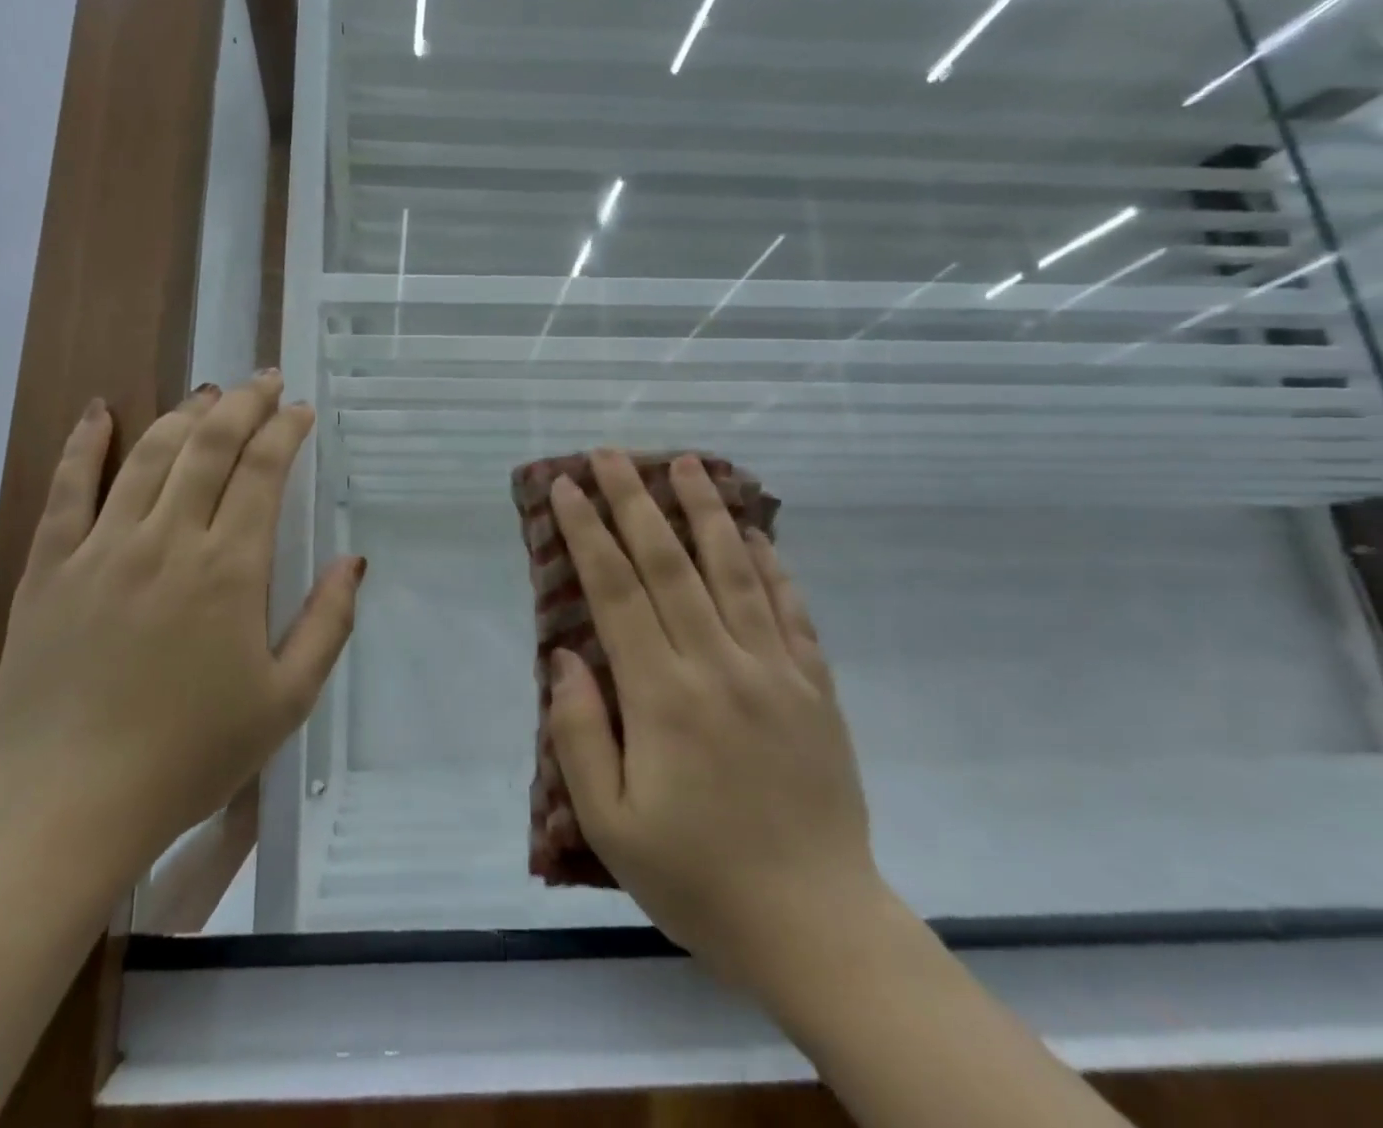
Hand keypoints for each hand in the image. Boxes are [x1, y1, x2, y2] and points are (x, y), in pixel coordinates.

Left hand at [0, 374, 363, 868]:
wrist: (71, 807)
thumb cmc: (191, 755)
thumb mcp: (286, 700)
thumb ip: (327, 624)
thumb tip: (354, 560)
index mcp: (228, 569)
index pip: (263, 471)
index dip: (285, 430)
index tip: (300, 410)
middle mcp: (167, 540)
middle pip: (209, 445)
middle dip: (243, 404)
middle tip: (264, 382)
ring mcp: (101, 549)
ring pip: (148, 455)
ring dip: (183, 414)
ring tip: (209, 395)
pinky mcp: (48, 568)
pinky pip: (66, 489)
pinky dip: (85, 443)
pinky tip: (100, 411)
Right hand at [546, 451, 886, 1001]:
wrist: (816, 928)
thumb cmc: (697, 878)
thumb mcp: (610, 823)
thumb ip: (579, 732)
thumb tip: (566, 656)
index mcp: (662, 696)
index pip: (616, 591)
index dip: (588, 532)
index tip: (566, 487)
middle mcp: (718, 666)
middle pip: (670, 563)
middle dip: (634, 501)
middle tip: (611, 454)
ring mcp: (775, 672)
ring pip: (735, 570)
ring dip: (705, 511)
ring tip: (686, 463)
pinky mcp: (815, 689)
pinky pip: (790, 610)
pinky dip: (771, 564)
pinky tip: (756, 532)